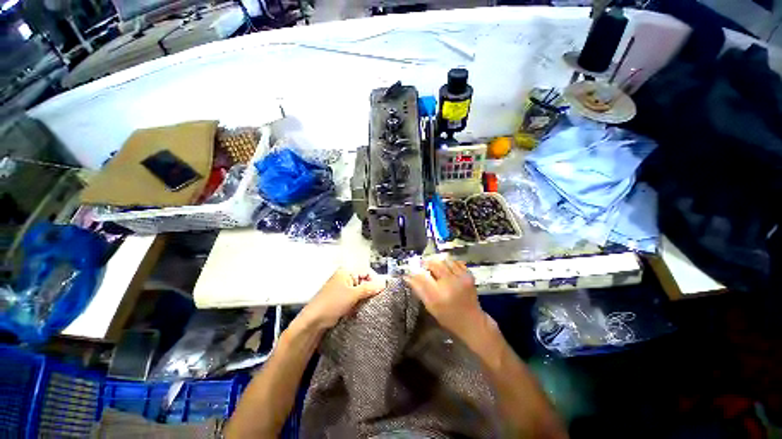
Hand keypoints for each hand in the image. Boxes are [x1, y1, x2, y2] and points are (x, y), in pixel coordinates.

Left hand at [299, 267, 385, 329]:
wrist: (314, 321)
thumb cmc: (331, 303)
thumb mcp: (353, 294)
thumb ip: (369, 288)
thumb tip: (382, 285)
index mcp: (346, 272)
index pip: (366, 272)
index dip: (374, 280)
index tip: (381, 289)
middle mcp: (344, 278)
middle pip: (363, 282)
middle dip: (369, 291)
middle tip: (373, 299)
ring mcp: (342, 289)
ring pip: (359, 292)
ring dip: (363, 299)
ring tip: (364, 305)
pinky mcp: (340, 300)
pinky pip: (354, 299)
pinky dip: (357, 304)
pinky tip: (357, 310)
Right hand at [405, 257, 485, 340]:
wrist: (472, 321)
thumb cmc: (448, 316)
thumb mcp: (430, 306)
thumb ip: (419, 290)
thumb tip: (408, 276)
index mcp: (438, 296)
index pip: (421, 277)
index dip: (415, 272)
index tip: (411, 271)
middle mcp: (450, 284)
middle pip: (434, 264)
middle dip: (426, 263)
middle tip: (424, 267)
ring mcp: (461, 278)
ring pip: (445, 260)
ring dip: (438, 262)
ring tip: (436, 268)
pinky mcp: (469, 275)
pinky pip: (456, 262)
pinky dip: (449, 263)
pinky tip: (447, 269)